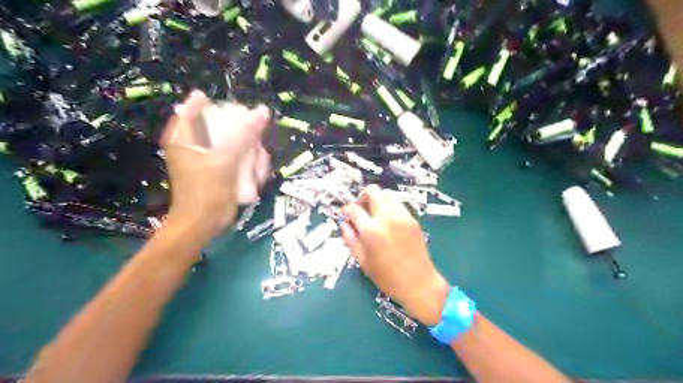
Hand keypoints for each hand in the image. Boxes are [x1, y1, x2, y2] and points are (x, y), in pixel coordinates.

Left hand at [162, 90, 269, 239]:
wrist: (203, 224)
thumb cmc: (207, 191)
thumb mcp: (228, 160)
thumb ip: (246, 135)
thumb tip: (263, 111)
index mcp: (183, 137)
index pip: (191, 108)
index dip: (208, 104)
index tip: (232, 106)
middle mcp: (191, 145)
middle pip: (216, 125)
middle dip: (240, 133)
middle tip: (255, 139)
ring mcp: (204, 160)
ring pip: (229, 144)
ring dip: (248, 152)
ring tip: (260, 162)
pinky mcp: (216, 172)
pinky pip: (233, 159)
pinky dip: (246, 163)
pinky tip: (257, 173)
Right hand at [341, 186, 451, 326]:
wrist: (418, 282)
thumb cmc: (386, 276)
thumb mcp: (362, 260)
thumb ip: (350, 238)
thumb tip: (344, 223)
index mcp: (370, 230)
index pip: (353, 209)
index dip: (346, 210)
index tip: (345, 214)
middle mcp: (386, 217)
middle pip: (372, 191)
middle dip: (362, 197)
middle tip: (361, 209)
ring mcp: (401, 216)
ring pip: (387, 194)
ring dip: (378, 200)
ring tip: (375, 214)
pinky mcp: (412, 219)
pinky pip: (399, 204)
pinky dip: (390, 207)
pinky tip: (389, 220)